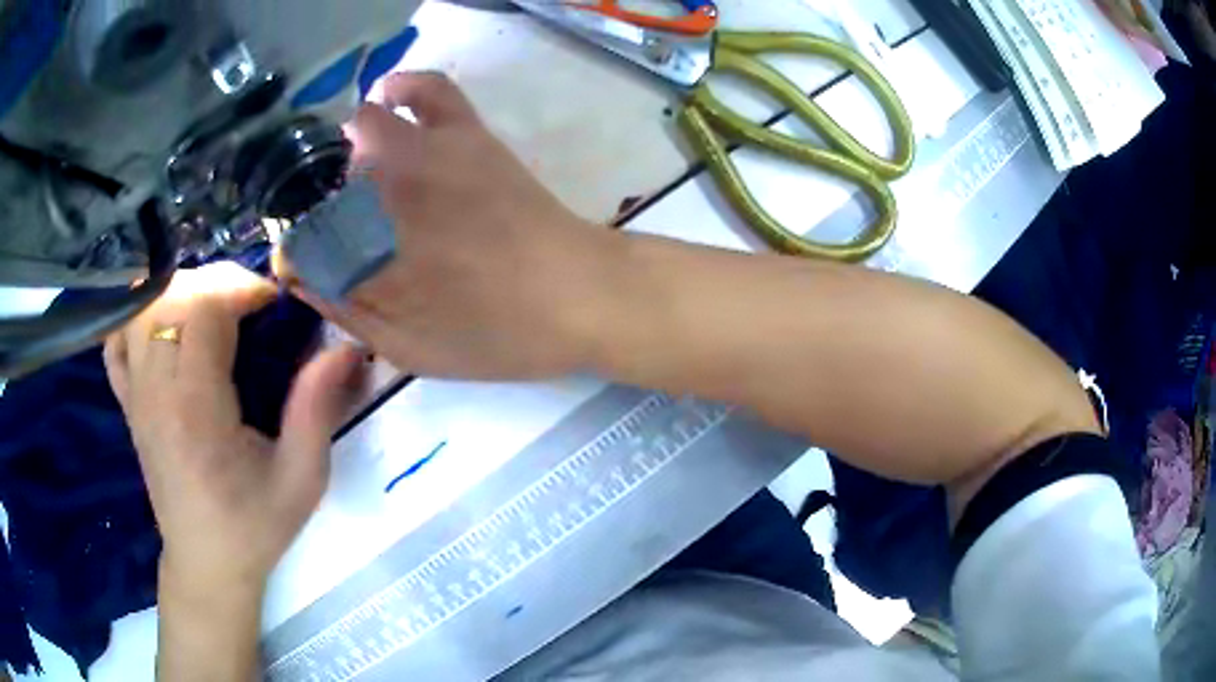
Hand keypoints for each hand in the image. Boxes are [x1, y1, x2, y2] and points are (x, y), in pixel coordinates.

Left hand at [103, 263, 363, 595]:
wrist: (206, 564)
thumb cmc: (254, 527)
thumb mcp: (301, 479)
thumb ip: (318, 409)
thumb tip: (345, 347)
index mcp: (195, 407)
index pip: (203, 308)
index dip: (240, 287)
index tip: (272, 303)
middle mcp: (155, 391)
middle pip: (172, 296)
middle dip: (216, 283)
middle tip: (250, 306)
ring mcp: (135, 395)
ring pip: (144, 308)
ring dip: (181, 293)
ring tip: (213, 312)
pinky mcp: (127, 403)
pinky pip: (118, 340)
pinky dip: (139, 317)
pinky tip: (165, 326)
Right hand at [282, 72, 620, 379]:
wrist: (578, 293)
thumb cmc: (499, 334)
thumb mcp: (413, 350)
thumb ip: (350, 315)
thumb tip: (303, 280)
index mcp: (369, 256)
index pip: (303, 245)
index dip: (297, 255)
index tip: (307, 268)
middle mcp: (385, 195)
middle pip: (323, 180)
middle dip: (318, 203)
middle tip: (339, 226)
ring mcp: (427, 153)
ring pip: (362, 128)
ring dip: (347, 151)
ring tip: (357, 174)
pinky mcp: (465, 132)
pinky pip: (427, 89)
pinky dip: (400, 88)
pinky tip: (388, 98)